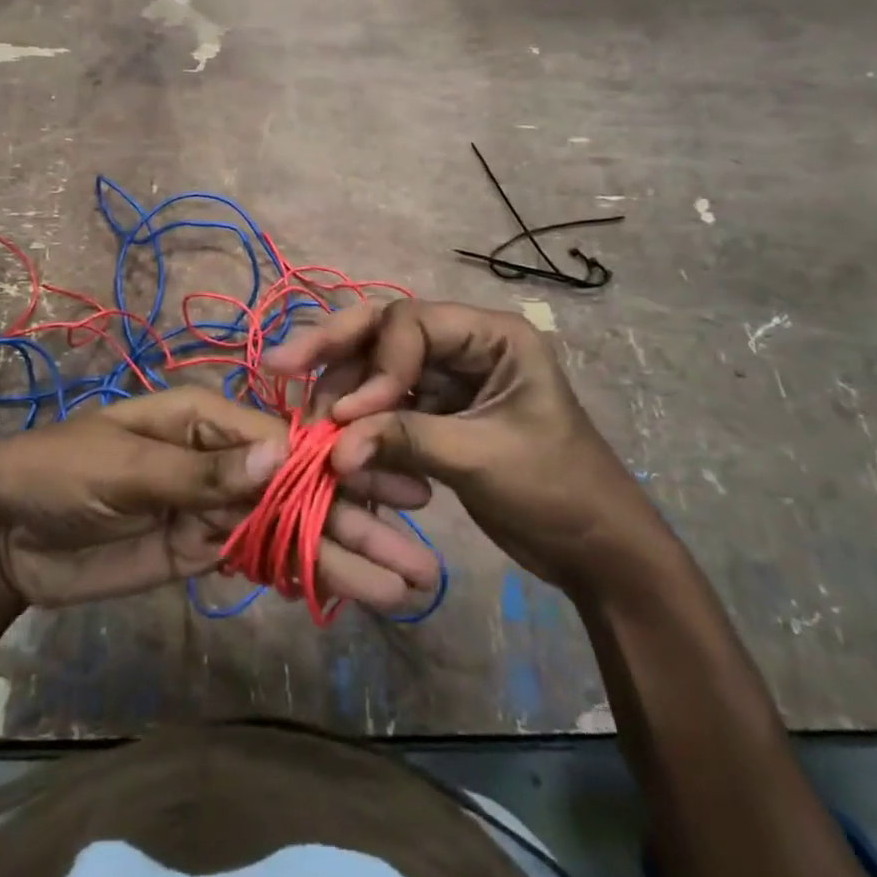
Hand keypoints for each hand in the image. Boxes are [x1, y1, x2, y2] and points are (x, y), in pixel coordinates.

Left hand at [0, 387, 441, 610]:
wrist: (3, 534)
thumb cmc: (60, 473)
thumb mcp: (126, 466)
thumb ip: (203, 471)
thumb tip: (285, 456)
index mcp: (208, 418)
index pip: (288, 442)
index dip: (341, 468)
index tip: (397, 492)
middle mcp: (221, 458)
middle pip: (299, 489)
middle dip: (357, 520)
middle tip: (420, 560)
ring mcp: (214, 506)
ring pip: (287, 529)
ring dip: (340, 556)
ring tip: (400, 588)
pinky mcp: (200, 548)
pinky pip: (259, 558)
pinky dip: (300, 575)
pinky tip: (345, 592)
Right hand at [266, 300, 660, 588]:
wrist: (596, 552)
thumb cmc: (557, 491)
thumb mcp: (481, 458)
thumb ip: (405, 440)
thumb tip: (332, 448)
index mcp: (492, 335)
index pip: (411, 324)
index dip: (376, 365)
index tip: (350, 415)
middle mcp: (464, 343)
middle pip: (384, 330)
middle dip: (333, 347)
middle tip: (280, 364)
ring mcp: (447, 377)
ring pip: (377, 365)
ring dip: (342, 390)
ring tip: (309, 421)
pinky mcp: (435, 411)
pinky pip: (384, 403)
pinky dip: (358, 419)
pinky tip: (331, 437)